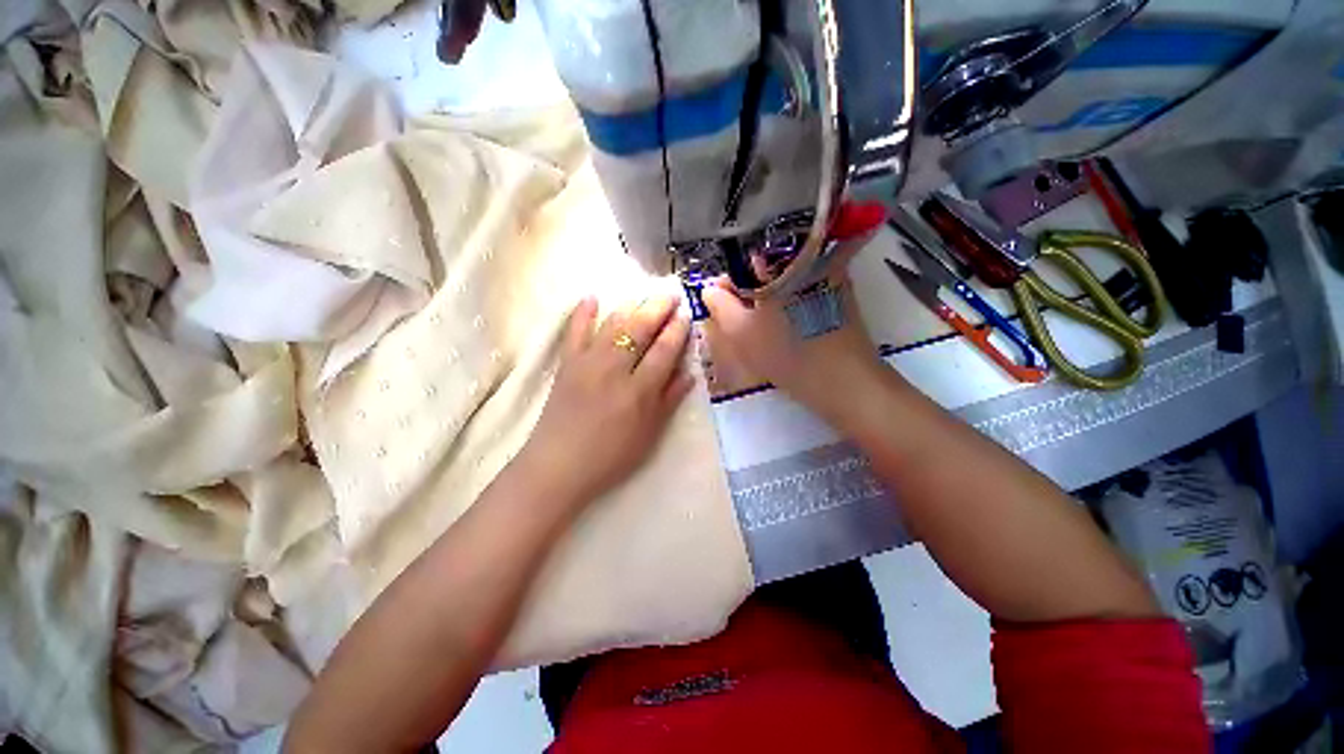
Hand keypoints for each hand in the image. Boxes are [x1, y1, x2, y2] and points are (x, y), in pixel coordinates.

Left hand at [518, 294, 693, 508]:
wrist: (557, 466)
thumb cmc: (610, 456)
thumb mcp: (649, 434)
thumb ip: (669, 400)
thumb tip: (690, 373)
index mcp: (639, 391)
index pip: (664, 351)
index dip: (677, 331)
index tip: (685, 314)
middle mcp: (614, 370)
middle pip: (640, 330)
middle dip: (658, 308)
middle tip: (672, 293)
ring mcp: (587, 364)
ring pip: (612, 325)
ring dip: (631, 306)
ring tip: (645, 294)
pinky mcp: (566, 364)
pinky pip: (574, 332)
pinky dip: (582, 313)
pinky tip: (592, 296)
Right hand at [701, 236, 882, 411]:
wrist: (844, 381)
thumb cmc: (788, 353)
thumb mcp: (741, 332)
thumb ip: (719, 305)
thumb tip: (709, 288)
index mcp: (779, 262)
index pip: (741, 259)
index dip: (726, 282)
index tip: (718, 302)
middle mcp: (805, 258)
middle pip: (763, 267)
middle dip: (745, 290)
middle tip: (737, 318)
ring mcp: (827, 273)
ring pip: (783, 279)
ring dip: (765, 297)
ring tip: (758, 324)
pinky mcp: (839, 291)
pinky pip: (802, 289)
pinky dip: (786, 302)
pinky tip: (782, 325)